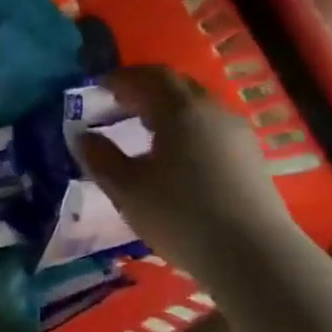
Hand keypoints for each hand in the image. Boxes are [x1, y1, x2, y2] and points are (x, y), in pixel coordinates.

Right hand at [75, 67, 295, 280]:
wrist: (250, 253)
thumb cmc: (179, 215)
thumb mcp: (126, 189)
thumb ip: (100, 158)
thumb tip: (82, 136)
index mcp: (180, 111)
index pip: (149, 77)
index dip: (121, 77)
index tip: (97, 86)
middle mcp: (212, 111)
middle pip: (177, 86)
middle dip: (145, 88)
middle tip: (118, 103)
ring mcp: (236, 134)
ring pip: (197, 107)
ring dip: (167, 109)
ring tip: (143, 128)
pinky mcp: (250, 158)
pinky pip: (211, 128)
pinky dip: (186, 128)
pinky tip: (175, 155)